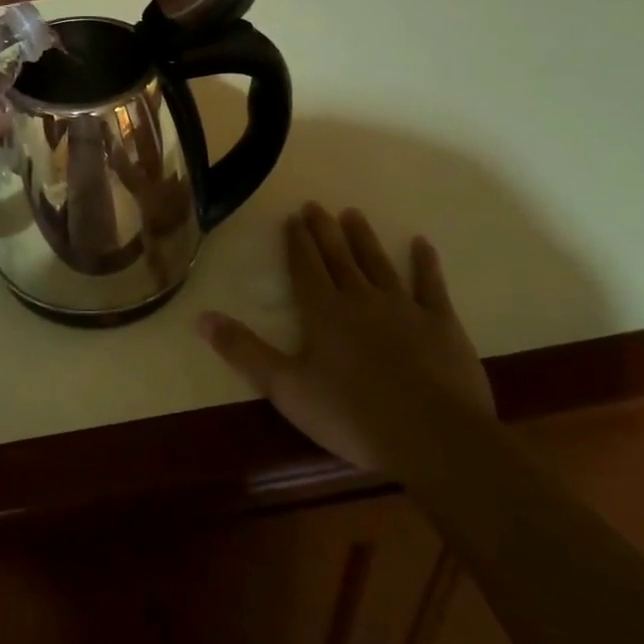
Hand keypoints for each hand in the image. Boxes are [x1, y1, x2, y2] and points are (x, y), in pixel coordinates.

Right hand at [199, 203, 493, 470]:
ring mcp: (404, 308)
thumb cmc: (352, 414)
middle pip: (338, 257)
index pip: (305, 267)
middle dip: (324, 230)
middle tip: (315, 205)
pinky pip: (431, 286)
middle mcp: (360, 299)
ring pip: (378, 263)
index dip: (297, 242)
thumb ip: (244, 351)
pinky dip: (425, 263)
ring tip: (353, 213)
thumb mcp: (286, 388)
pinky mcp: (442, 325)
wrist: (433, 437)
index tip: (293, 217)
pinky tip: (422, 243)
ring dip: (364, 238)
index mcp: (323, 312)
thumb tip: (201, 317)